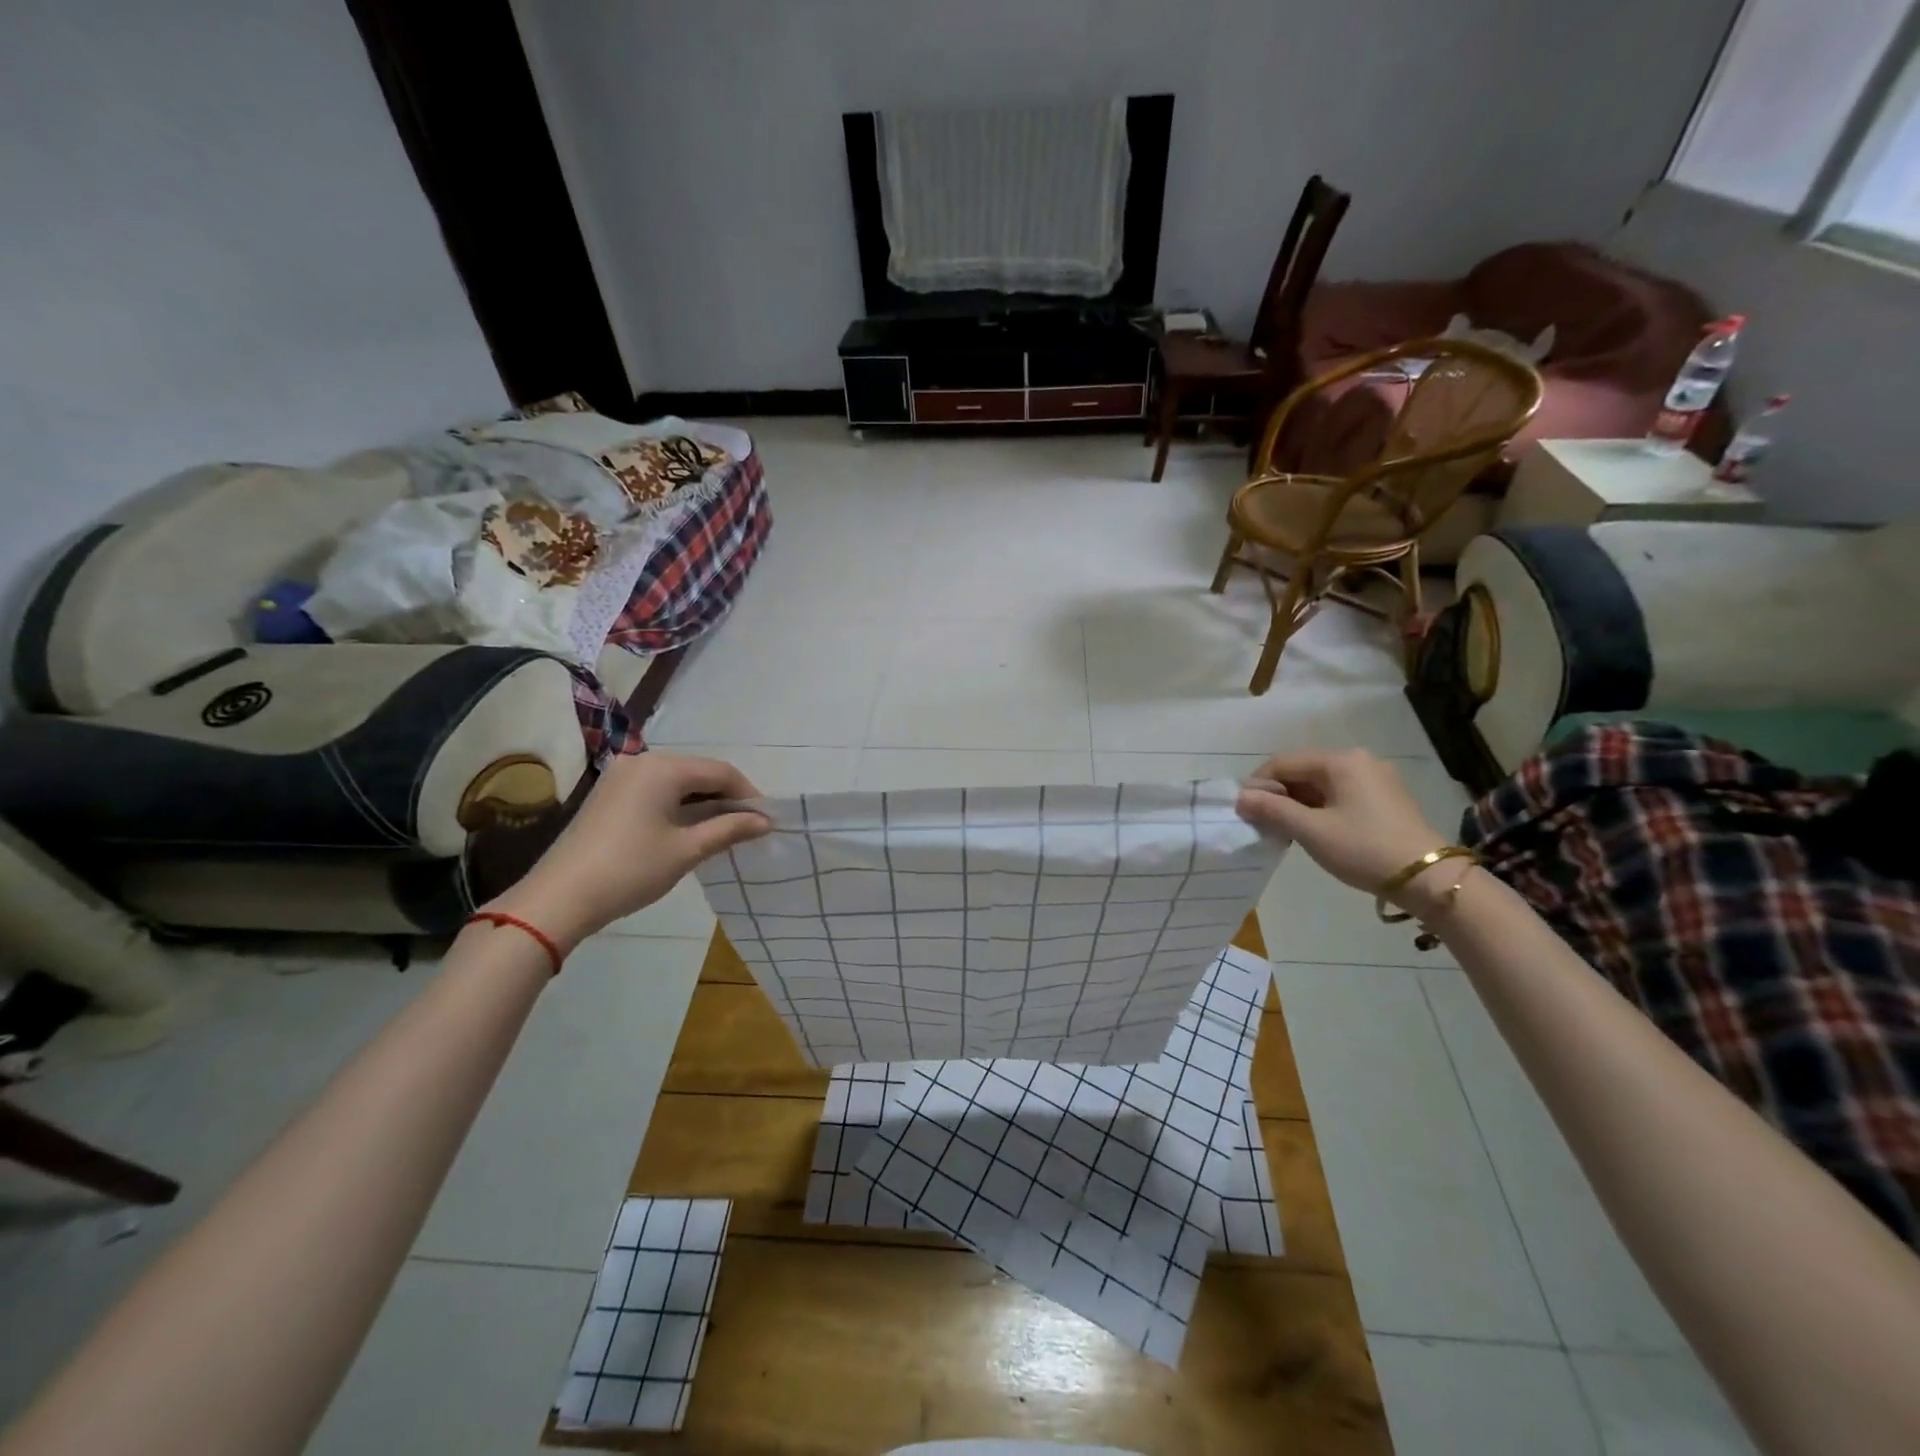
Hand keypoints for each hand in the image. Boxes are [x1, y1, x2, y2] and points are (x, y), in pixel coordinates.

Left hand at [483, 752, 769, 950]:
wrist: (559, 898)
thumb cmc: (631, 869)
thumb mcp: (687, 850)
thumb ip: (729, 829)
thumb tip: (765, 821)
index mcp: (663, 768)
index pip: (720, 771)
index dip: (748, 794)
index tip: (767, 820)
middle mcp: (642, 762)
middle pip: (698, 773)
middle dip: (726, 798)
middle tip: (748, 827)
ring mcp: (621, 777)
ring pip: (677, 783)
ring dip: (703, 804)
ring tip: (724, 832)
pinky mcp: (609, 796)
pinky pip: (656, 792)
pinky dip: (679, 807)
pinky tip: (689, 830)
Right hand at [1236, 749, 1451, 910]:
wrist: (1429, 879)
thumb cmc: (1364, 849)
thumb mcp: (1311, 830)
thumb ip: (1272, 809)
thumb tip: (1240, 797)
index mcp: (1340, 761)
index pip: (1283, 763)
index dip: (1258, 785)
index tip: (1243, 810)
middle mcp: (1359, 760)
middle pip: (1303, 771)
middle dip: (1279, 795)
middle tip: (1263, 823)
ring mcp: (1377, 778)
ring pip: (1322, 784)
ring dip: (1298, 803)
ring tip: (1286, 830)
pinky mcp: (1387, 798)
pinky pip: (1341, 794)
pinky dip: (1321, 808)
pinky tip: (1315, 830)